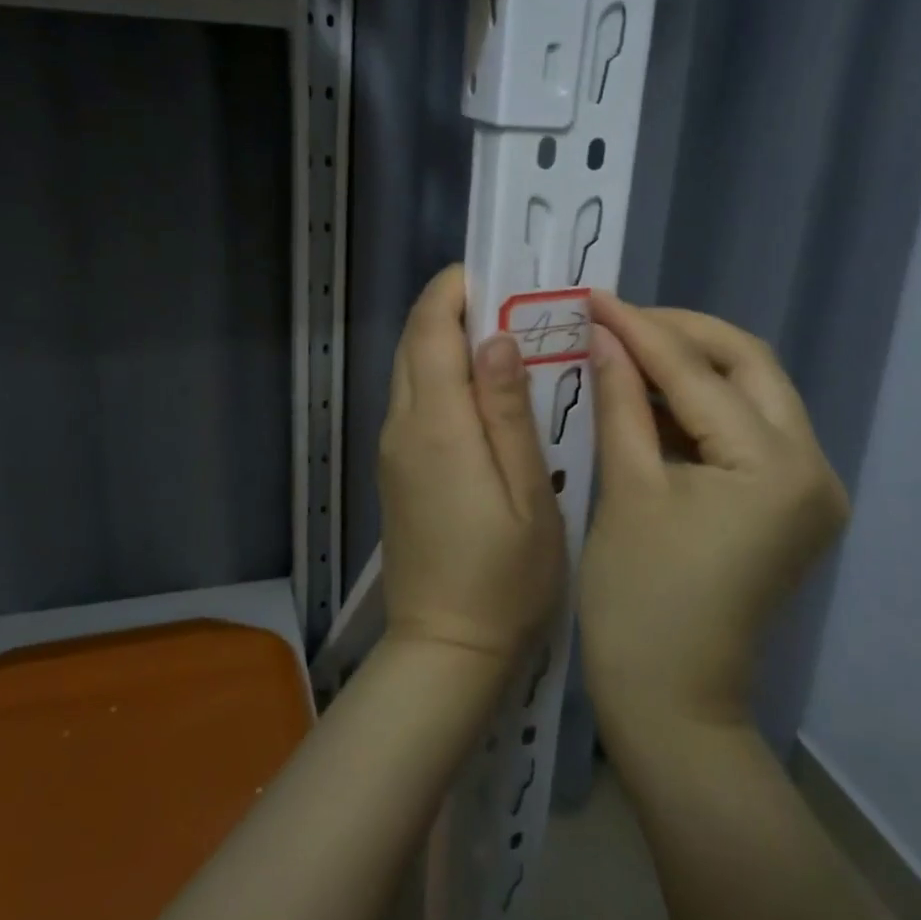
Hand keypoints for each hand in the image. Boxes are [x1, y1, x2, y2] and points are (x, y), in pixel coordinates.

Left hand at [379, 266, 565, 668]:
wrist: (446, 648)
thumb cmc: (505, 576)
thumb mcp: (528, 492)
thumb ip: (509, 410)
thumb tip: (496, 337)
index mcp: (436, 425)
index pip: (431, 330)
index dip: (455, 290)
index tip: (497, 272)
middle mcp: (402, 426)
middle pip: (415, 343)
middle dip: (452, 308)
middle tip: (510, 299)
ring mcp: (393, 449)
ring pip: (410, 370)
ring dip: (446, 339)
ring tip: (503, 335)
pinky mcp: (396, 470)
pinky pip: (413, 401)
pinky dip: (440, 374)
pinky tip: (480, 388)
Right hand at [579, 294, 848, 732]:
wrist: (672, 701)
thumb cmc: (639, 602)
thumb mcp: (626, 489)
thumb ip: (621, 401)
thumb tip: (603, 334)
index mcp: (776, 467)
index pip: (700, 374)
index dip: (641, 330)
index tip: (594, 297)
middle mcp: (813, 468)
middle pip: (749, 366)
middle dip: (681, 335)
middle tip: (618, 319)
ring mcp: (808, 488)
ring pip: (752, 394)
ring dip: (692, 367)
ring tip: (627, 346)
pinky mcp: (788, 504)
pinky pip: (747, 431)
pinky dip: (701, 406)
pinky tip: (652, 393)